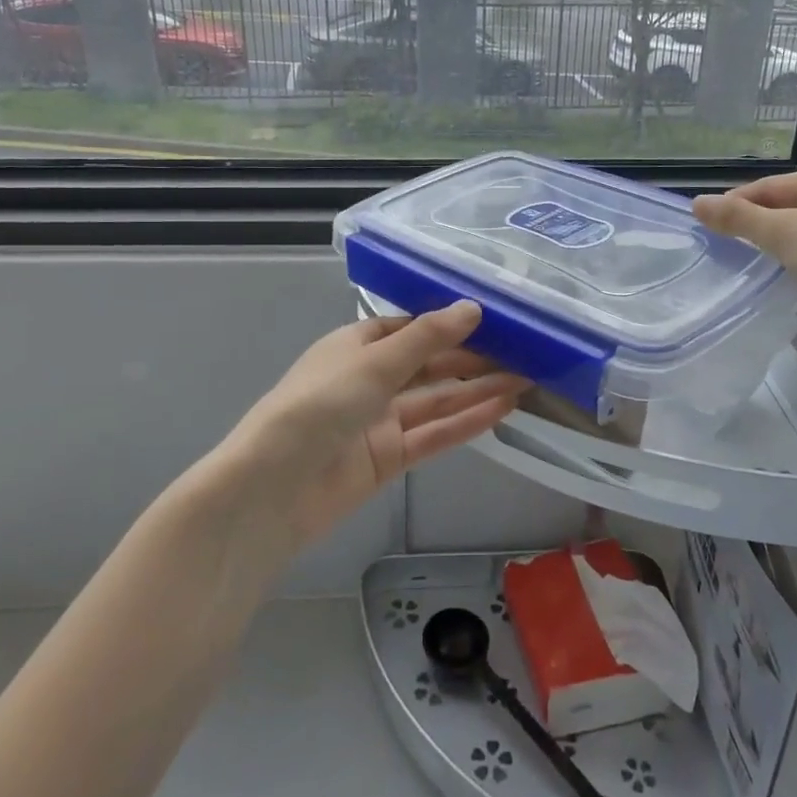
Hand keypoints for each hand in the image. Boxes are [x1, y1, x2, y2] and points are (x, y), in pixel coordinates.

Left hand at [220, 302, 525, 553]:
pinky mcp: (388, 458)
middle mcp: (369, 379)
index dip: (451, 324)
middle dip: (472, 360)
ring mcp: (379, 421)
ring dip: (477, 391)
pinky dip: (464, 423)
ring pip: (436, 401)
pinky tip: (500, 411)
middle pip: (429, 365)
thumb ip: (427, 338)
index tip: (496, 321)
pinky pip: (432, 435)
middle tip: (524, 353)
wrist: (272, 490)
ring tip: (525, 380)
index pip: (411, 328)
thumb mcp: (373, 363)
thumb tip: (473, 307)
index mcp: (356, 345)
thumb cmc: (317, 407)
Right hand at [693, 166, 796, 315]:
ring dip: (785, 240)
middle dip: (761, 222)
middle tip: (732, 247)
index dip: (736, 203)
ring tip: (761, 261)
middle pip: (790, 204)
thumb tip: (696, 203)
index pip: (769, 186)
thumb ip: (737, 218)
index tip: (711, 226)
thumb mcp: (780, 234)